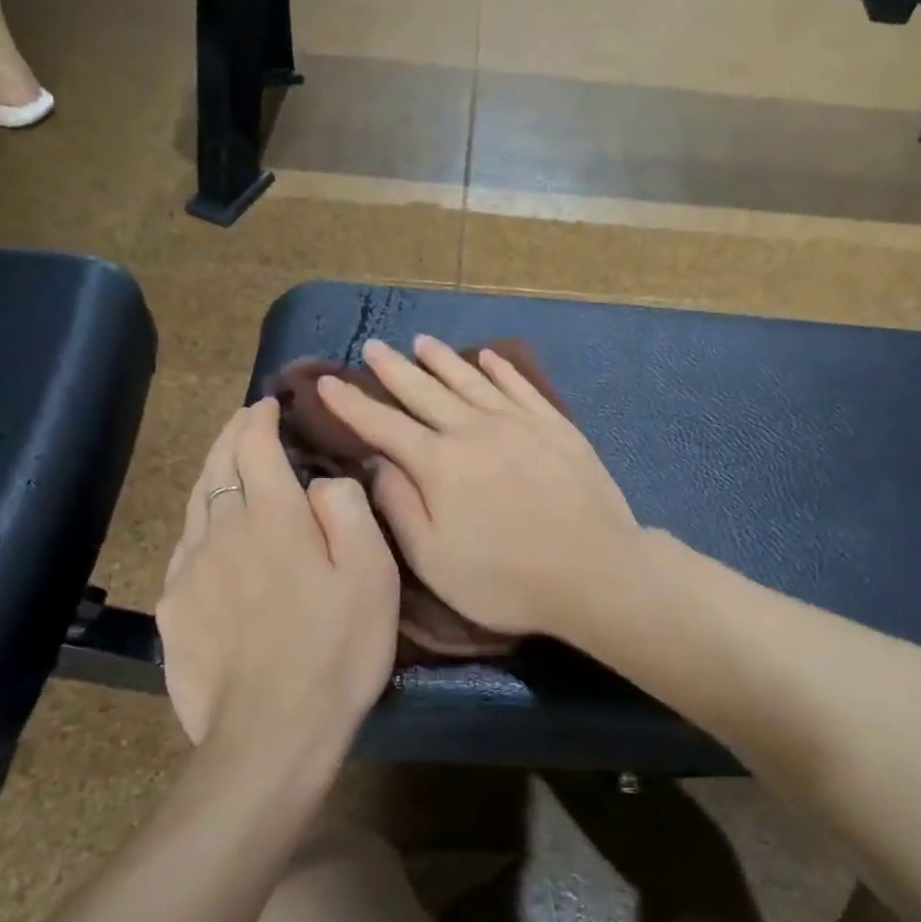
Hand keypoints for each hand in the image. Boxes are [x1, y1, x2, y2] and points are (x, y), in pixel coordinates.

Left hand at [155, 398, 399, 766]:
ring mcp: (188, 571)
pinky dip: (200, 522)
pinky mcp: (172, 610)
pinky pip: (184, 547)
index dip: (261, 418)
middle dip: (232, 435)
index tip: (270, 405)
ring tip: (226, 464)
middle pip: (217, 466)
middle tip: (246, 420)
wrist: (272, 734)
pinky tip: (209, 534)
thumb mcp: (371, 573)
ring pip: (195, 504)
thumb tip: (320, 482)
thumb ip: (347, 509)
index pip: (254, 446)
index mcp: (271, 516)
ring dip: (212, 473)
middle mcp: (220, 531)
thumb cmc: (336, 648)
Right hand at [316, 336, 640, 640]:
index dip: (351, 404)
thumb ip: (400, 506)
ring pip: (470, 380)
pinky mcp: (555, 426)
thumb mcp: (435, 558)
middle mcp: (474, 430)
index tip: (325, 383)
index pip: (383, 425)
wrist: (595, 571)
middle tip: (372, 347)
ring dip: (442, 360)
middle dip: (393, 370)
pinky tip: (487, 357)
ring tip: (420, 342)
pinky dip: (499, 369)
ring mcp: (519, 423)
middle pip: (425, 391)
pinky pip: (519, 386)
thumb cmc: (506, 579)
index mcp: (439, 464)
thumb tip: (377, 462)